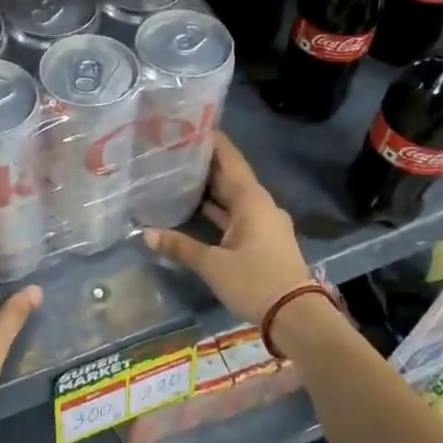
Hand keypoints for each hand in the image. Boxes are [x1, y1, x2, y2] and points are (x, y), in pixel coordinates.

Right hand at [143, 133, 314, 323]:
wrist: (296, 317)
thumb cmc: (255, 281)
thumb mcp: (213, 265)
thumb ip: (180, 246)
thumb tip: (145, 234)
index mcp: (252, 200)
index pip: (230, 159)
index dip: (212, 141)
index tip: (190, 125)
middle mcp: (260, 205)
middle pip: (231, 176)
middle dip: (205, 163)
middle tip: (175, 149)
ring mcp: (263, 224)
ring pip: (233, 197)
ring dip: (210, 188)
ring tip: (179, 174)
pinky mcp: (262, 241)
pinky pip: (236, 215)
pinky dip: (217, 210)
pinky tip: (195, 210)